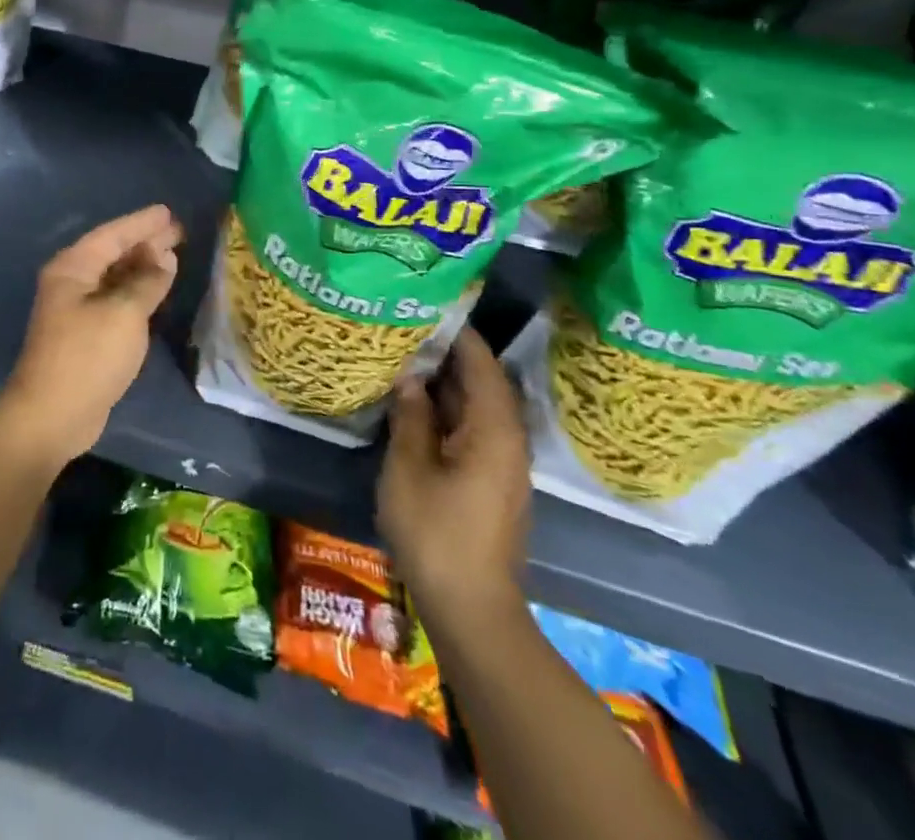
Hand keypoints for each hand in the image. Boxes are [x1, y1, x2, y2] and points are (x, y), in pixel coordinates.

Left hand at [0, 205, 182, 463]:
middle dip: (144, 242)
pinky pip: (115, 299)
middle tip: (178, 231)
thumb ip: (146, 282)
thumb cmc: (88, 356)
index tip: (167, 212)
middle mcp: (71, 282)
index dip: (141, 223)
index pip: (112, 235)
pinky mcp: (85, 334)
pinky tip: (155, 289)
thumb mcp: (124, 314)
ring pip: (114, 277)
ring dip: (141, 266)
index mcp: (73, 268)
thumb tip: (164, 258)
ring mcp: (76, 309)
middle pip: (112, 253)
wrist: (53, 415)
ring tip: (172, 255)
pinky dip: (136, 291)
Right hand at [377, 325, 530, 632]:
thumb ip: (411, 416)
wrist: (471, 608)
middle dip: (448, 355)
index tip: (430, 306)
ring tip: (407, 358)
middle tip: (408, 327)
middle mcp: (507, 441)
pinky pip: (472, 430)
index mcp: (494, 431)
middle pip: (482, 384)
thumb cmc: (436, 530)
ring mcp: (502, 465)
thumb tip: (411, 377)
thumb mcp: (410, 466)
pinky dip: (447, 411)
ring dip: (446, 384)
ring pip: (475, 408)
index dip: (458, 335)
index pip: (481, 365)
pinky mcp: (491, 484)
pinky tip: (416, 406)